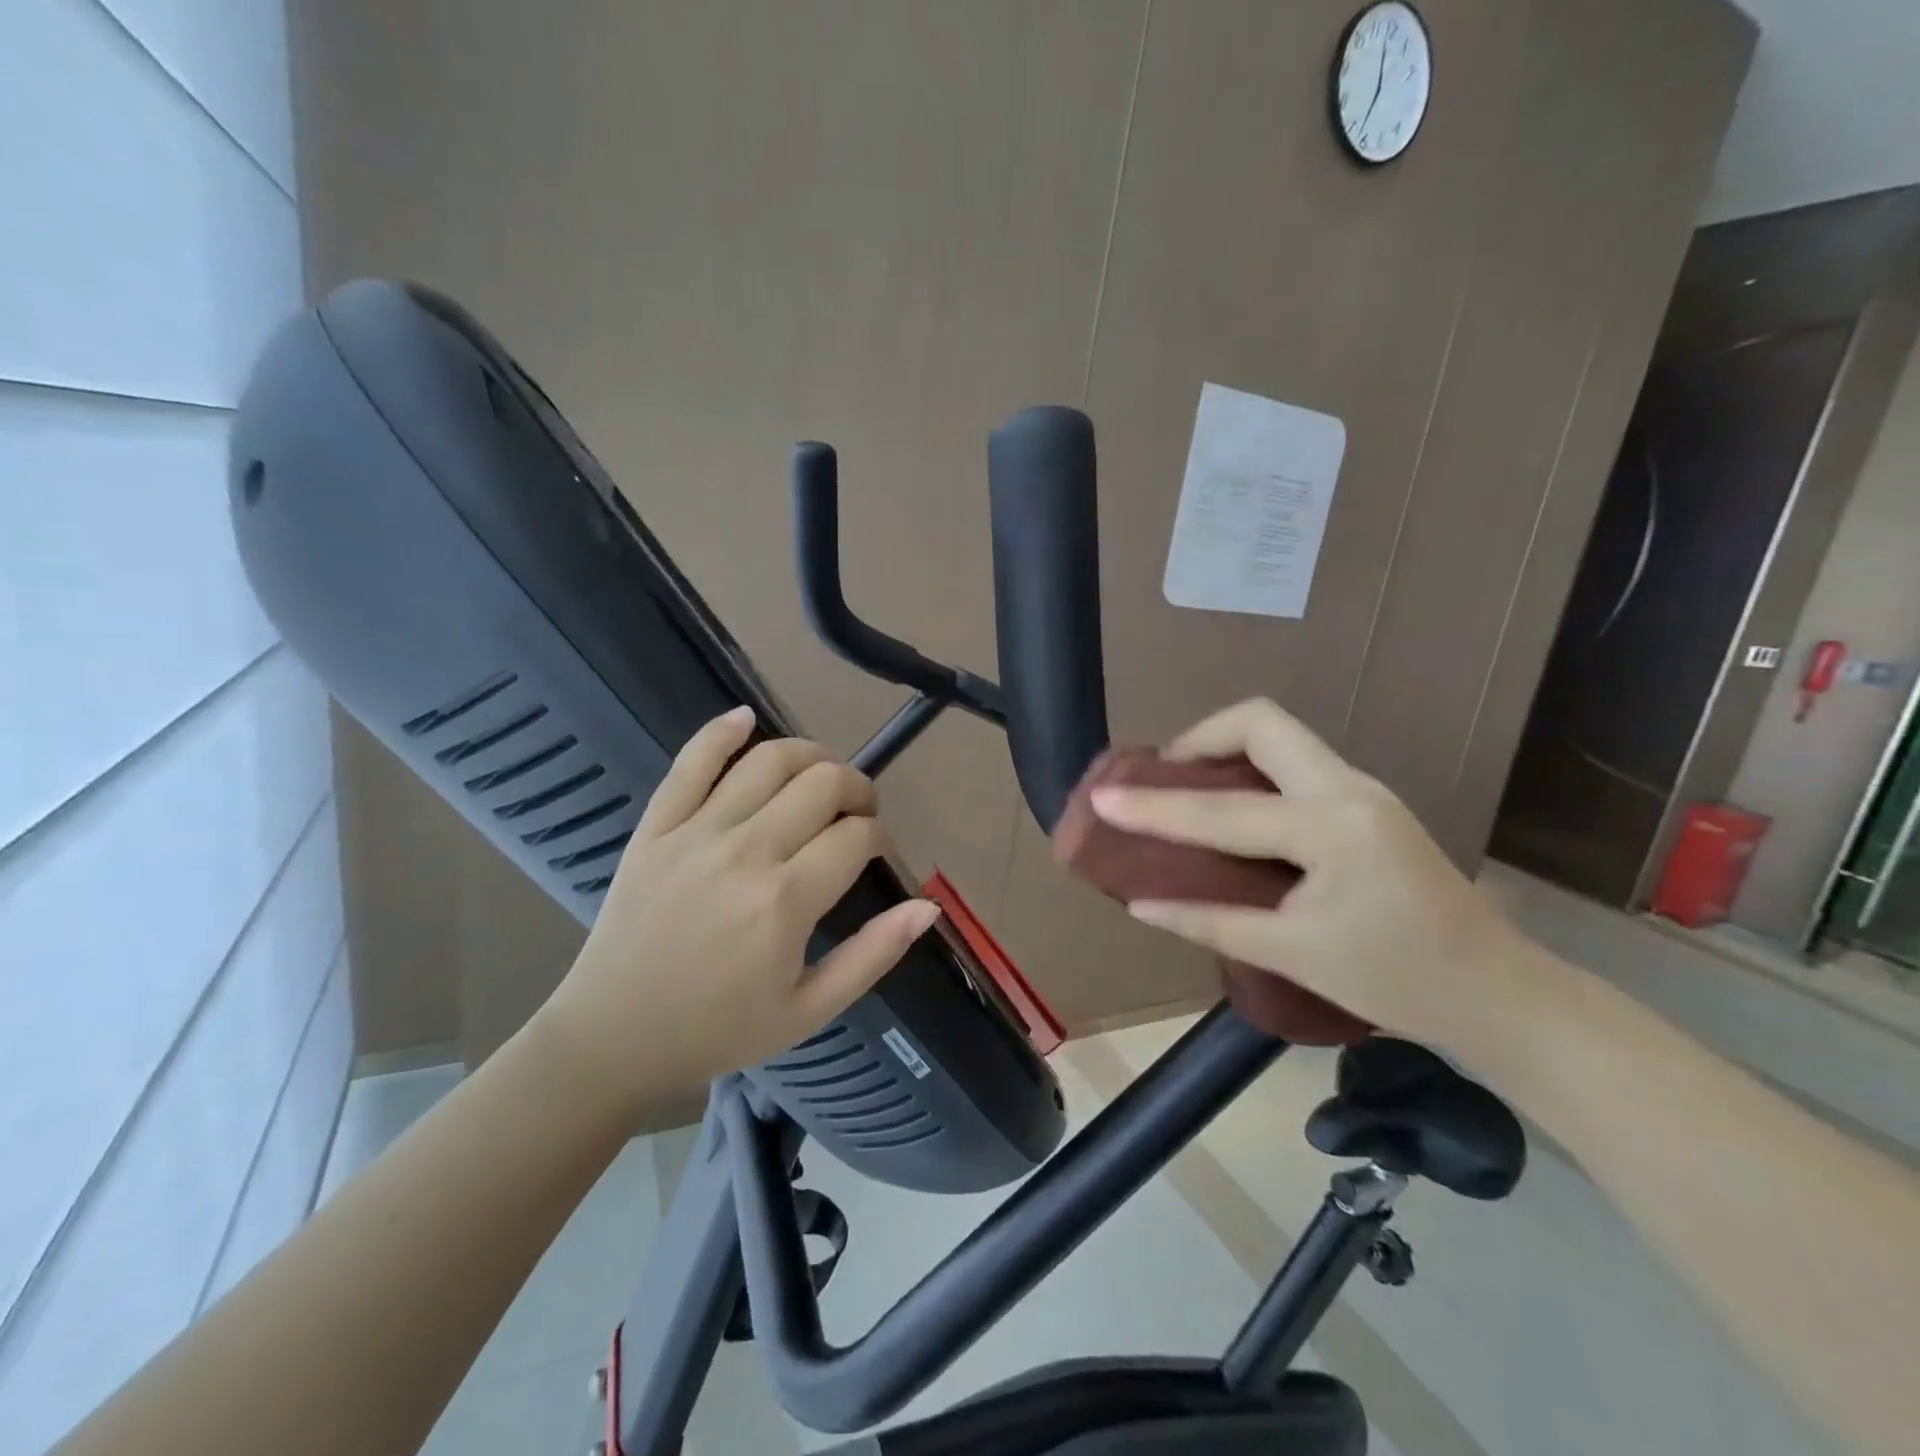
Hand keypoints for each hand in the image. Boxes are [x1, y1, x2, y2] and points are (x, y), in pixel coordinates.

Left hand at [537, 707, 939, 1116]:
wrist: (613, 1037)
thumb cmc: (719, 1028)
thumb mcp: (810, 1011)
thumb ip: (874, 955)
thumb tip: (928, 906)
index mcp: (786, 902)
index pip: (856, 835)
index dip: (879, 835)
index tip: (876, 852)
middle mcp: (746, 853)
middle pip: (823, 783)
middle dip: (857, 788)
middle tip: (858, 812)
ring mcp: (695, 833)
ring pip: (768, 760)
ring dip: (809, 755)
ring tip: (820, 776)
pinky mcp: (656, 826)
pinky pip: (690, 762)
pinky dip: (721, 732)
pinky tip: (746, 719)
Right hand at [1089, 698, 1539, 1051]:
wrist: (1498, 993)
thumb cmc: (1397, 982)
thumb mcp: (1293, 955)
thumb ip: (1210, 922)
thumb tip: (1141, 905)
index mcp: (1331, 830)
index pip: (1222, 811)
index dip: (1154, 807)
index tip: (1104, 797)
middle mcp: (1348, 789)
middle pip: (1261, 721)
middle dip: (1201, 737)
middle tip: (1164, 779)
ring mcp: (1363, 789)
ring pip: (1280, 736)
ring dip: (1225, 751)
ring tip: (1187, 792)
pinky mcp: (1365, 801)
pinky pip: (1294, 762)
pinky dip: (1251, 772)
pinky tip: (1233, 812)